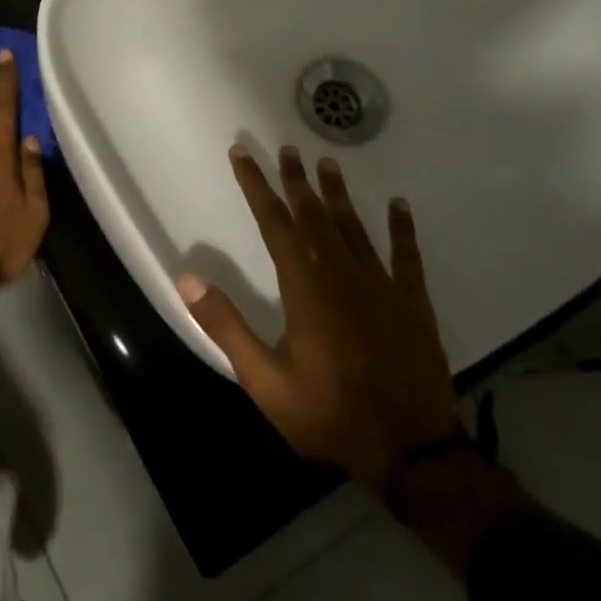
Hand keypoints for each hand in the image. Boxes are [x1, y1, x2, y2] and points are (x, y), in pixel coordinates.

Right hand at [179, 146, 461, 492]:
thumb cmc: (328, 415)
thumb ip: (225, 326)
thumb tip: (186, 279)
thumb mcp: (264, 380)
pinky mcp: (413, 303)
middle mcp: (342, 275)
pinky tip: (399, 205)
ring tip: (328, 164)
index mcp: (305, 289)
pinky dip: (402, 229)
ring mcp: (382, 286)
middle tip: (288, 149)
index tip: (243, 155)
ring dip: (339, 195)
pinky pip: (407, 256)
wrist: (408, 451)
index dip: (256, 187)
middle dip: (296, 181)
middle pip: (314, 217)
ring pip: (355, 228)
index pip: (275, 225)